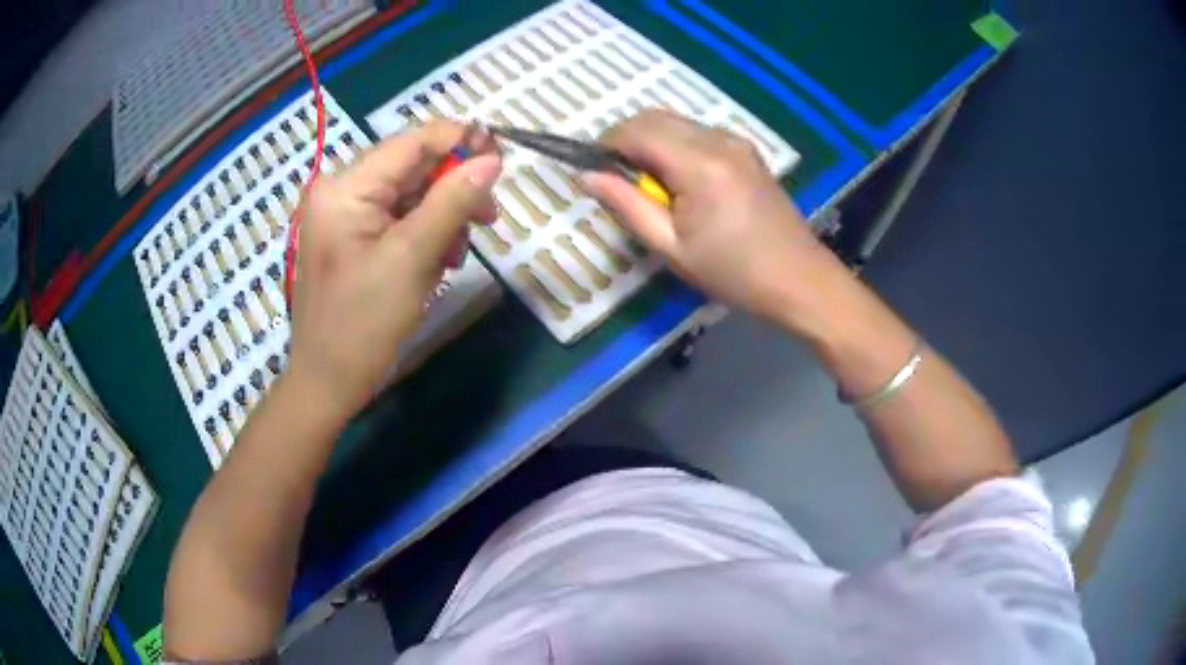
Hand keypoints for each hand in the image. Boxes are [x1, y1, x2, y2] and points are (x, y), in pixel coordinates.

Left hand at [287, 122, 501, 416]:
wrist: (328, 383)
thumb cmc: (363, 324)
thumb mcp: (411, 258)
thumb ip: (452, 201)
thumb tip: (492, 159)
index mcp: (345, 188)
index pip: (412, 142)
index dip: (460, 141)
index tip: (503, 159)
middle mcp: (341, 191)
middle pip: (413, 168)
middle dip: (453, 190)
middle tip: (488, 220)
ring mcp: (345, 216)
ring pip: (411, 195)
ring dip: (442, 218)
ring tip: (454, 256)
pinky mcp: (352, 239)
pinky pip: (399, 221)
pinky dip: (425, 236)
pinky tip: (435, 264)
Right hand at [582, 110, 842, 323]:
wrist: (799, 280)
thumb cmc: (733, 273)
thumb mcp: (671, 247)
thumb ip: (626, 205)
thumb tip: (586, 176)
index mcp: (698, 163)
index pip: (636, 130)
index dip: (606, 145)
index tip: (595, 172)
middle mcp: (718, 140)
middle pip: (655, 118)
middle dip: (627, 140)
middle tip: (621, 182)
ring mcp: (736, 142)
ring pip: (676, 122)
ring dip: (652, 142)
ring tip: (652, 188)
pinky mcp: (747, 151)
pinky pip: (699, 133)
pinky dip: (677, 146)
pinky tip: (683, 183)